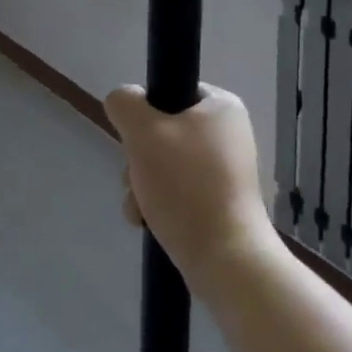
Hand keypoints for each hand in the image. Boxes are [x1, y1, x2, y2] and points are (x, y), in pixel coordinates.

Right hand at [106, 82, 279, 298]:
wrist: (226, 260)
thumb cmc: (187, 186)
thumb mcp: (143, 132)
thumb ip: (125, 104)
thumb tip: (123, 102)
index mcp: (221, 106)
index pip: (171, 90)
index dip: (146, 112)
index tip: (137, 138)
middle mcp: (228, 134)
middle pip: (163, 131)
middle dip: (139, 157)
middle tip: (135, 176)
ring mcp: (225, 172)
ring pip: (165, 164)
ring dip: (142, 183)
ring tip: (139, 207)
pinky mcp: (220, 204)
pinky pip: (178, 192)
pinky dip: (158, 204)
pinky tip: (147, 222)